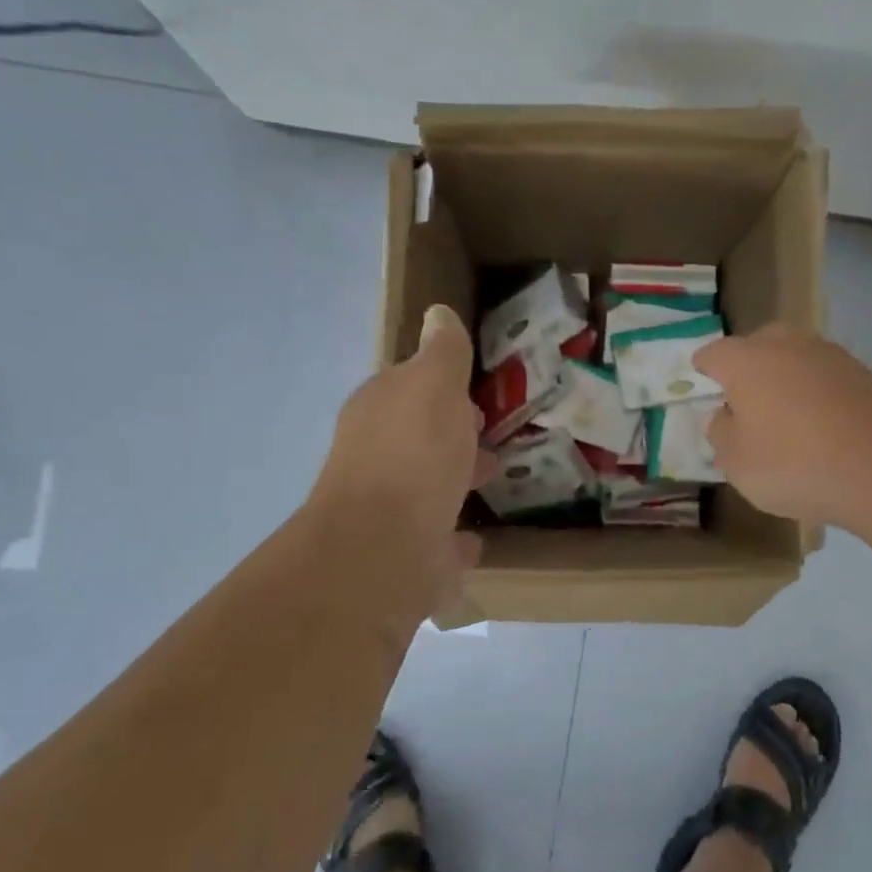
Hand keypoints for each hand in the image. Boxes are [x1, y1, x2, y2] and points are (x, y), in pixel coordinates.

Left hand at [309, 305, 494, 610]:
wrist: (384, 549)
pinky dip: (454, 538)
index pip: (407, 387)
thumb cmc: (414, 455)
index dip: (440, 386)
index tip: (475, 391)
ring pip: (428, 488)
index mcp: (379, 412)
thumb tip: (437, 314)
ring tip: (494, 476)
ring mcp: (390, 512)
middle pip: (418, 438)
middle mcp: (376, 458)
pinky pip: (437, 541)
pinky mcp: (408, 557)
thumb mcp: (435, 387)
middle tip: (488, 433)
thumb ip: (442, 353)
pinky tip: (473, 541)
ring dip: (455, 479)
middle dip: (450, 433)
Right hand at [696, 324, 871, 530]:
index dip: (703, 369)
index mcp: (747, 361)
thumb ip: (721, 433)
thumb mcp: (737, 462)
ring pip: (794, 357)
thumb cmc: (795, 464)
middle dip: (746, 366)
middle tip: (742, 400)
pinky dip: (814, 392)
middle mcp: (787, 345)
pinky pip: (823, 376)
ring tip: (782, 413)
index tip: (701, 383)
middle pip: (757, 345)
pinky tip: (817, 423)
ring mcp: (830, 355)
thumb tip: (725, 414)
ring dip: (783, 377)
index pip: (713, 353)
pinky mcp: (863, 374)